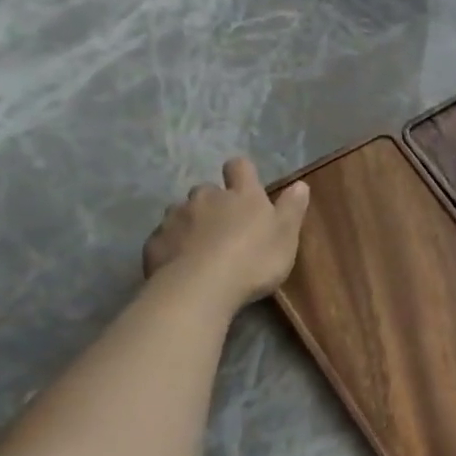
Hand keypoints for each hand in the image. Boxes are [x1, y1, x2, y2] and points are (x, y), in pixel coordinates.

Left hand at [142, 159, 309, 311]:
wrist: (200, 288)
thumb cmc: (253, 260)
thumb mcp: (286, 236)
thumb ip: (292, 208)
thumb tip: (300, 184)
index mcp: (242, 195)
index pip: (240, 167)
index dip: (241, 172)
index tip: (246, 185)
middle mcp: (206, 197)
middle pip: (207, 190)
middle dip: (214, 203)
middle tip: (225, 228)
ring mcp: (176, 217)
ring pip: (182, 212)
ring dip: (191, 223)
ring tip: (200, 249)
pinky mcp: (155, 242)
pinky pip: (164, 237)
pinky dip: (172, 246)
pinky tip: (181, 266)